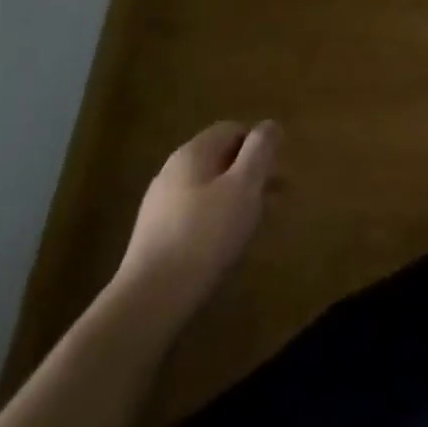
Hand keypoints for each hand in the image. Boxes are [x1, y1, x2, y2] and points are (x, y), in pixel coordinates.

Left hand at [117, 120, 280, 316]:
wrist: (150, 301)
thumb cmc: (205, 235)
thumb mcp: (244, 186)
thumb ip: (260, 150)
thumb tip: (270, 125)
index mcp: (193, 152)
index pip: (233, 130)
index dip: (259, 144)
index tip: (277, 170)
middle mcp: (172, 171)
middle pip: (221, 159)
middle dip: (251, 173)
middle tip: (276, 197)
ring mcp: (160, 205)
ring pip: (209, 188)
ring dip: (237, 197)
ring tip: (256, 222)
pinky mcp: (155, 237)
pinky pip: (195, 214)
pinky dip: (217, 219)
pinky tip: (226, 244)